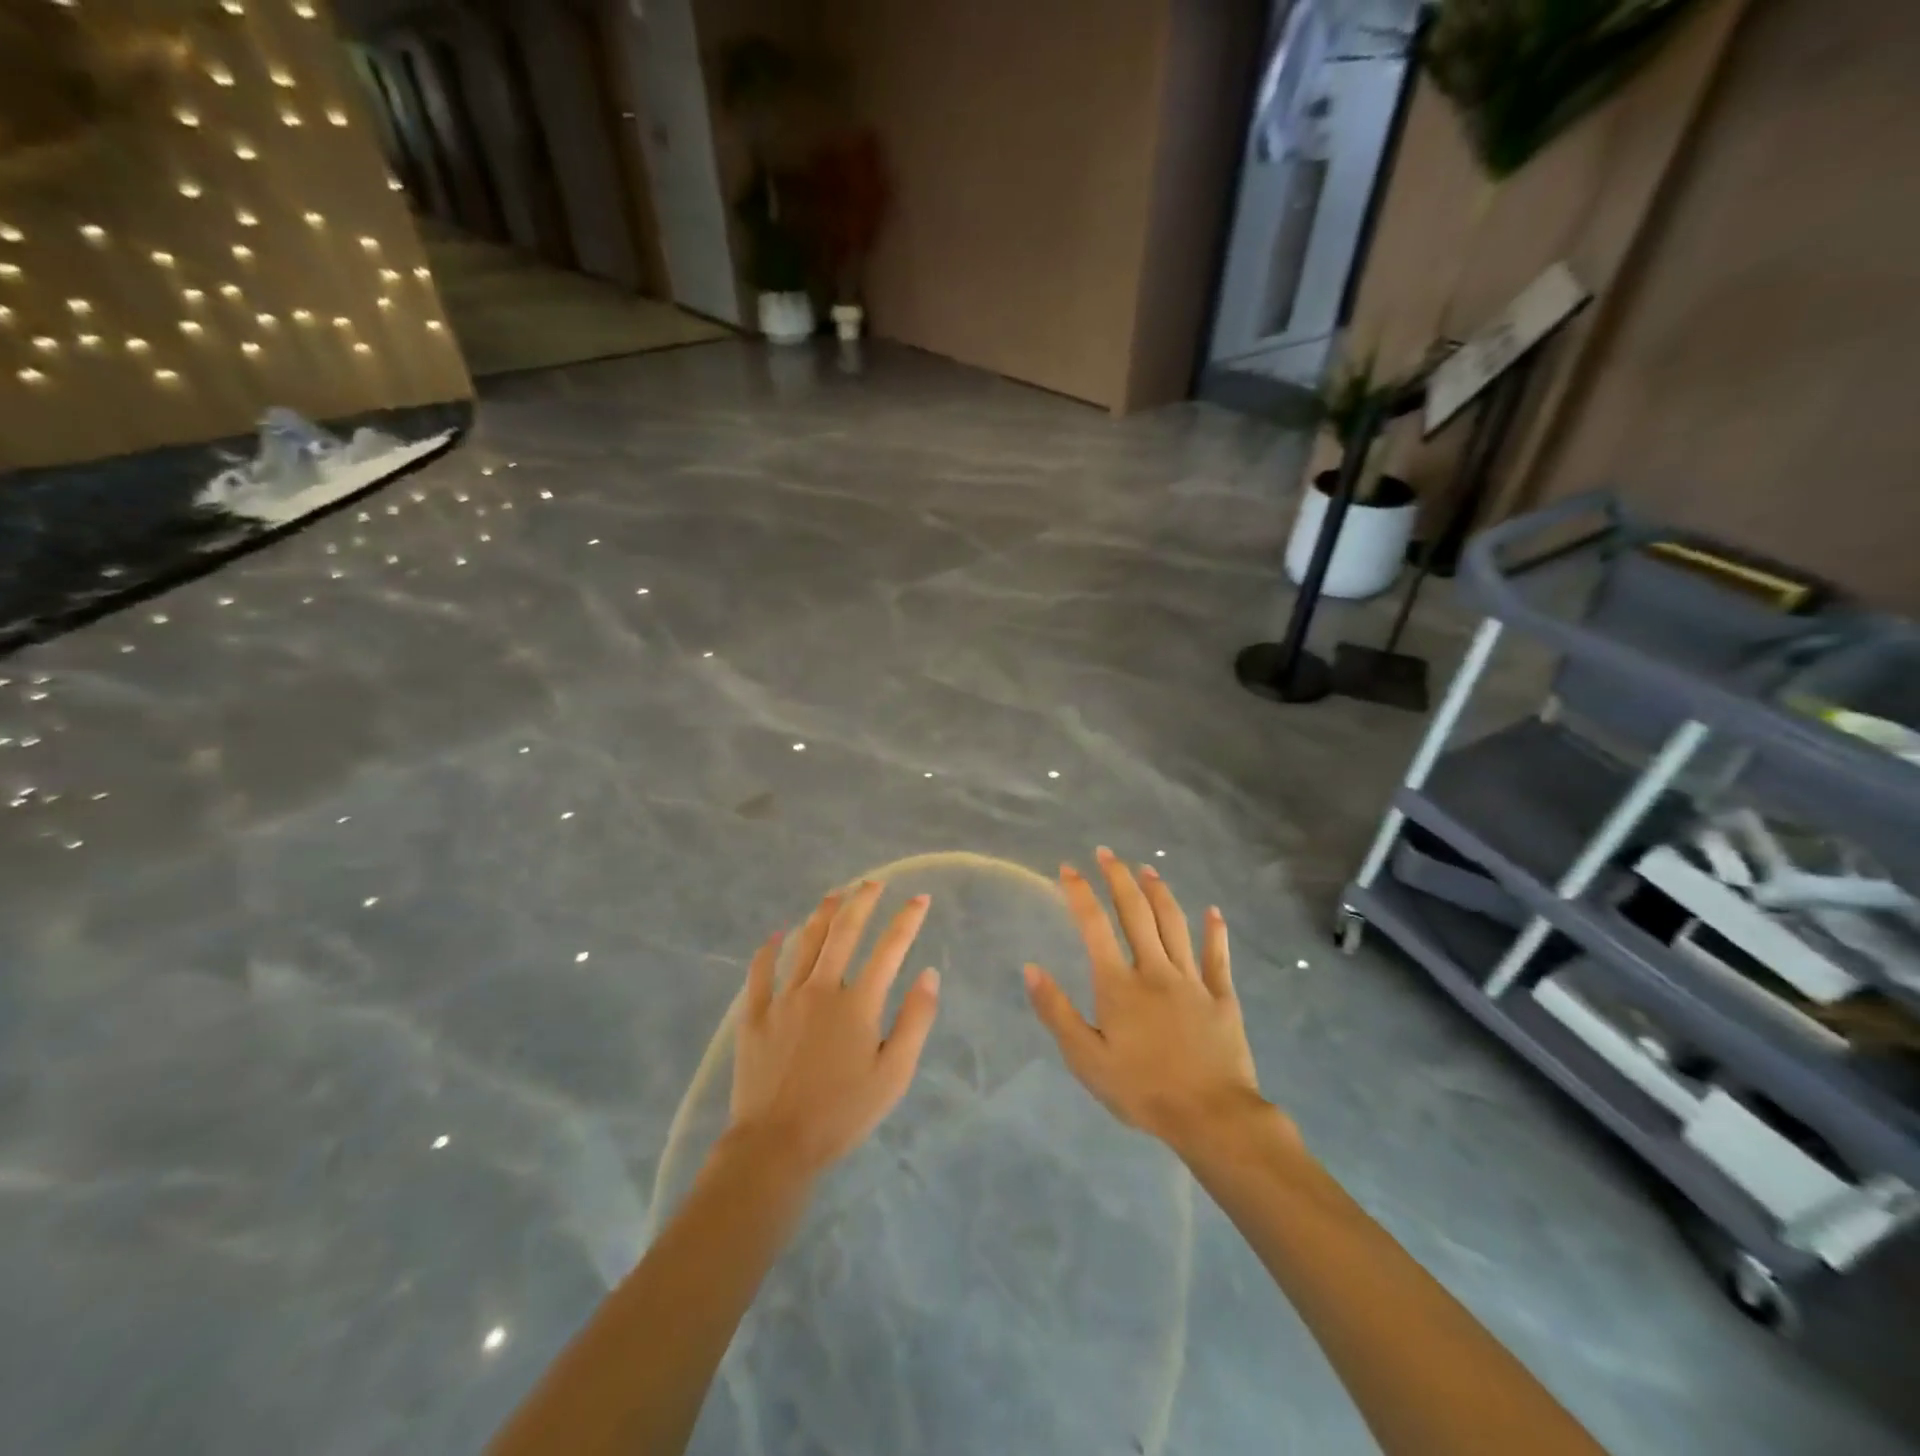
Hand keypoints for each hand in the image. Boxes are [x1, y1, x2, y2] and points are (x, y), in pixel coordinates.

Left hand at [729, 880, 941, 1176]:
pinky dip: (768, 950)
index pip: (889, 949)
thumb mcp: (894, 1074)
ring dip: (821, 914)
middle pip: (843, 932)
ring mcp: (784, 999)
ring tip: (834, 895)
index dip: (907, 919)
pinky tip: (775, 935)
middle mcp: (821, 989)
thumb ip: (915, 1020)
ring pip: (804, 943)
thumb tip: (929, 974)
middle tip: (872, 883)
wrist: (776, 1146)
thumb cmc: (842, 1113)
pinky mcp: (754, 1016)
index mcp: (858, 1003)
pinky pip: (760, 973)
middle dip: (861, 901)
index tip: (920, 898)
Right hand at [1024, 847, 1271, 1149]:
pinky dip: (1215, 931)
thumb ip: (1057, 1012)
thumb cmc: (1142, 1091)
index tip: (1068, 868)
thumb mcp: (1086, 1060)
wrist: (1211, 1117)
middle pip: (1135, 913)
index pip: (1094, 927)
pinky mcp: (1222, 997)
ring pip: (1174, 924)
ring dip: (1159, 892)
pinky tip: (1213, 912)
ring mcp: (1192, 980)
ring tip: (1147, 868)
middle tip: (1106, 853)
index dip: (1079, 893)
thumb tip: (1031, 969)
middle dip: (1118, 878)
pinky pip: (1218, 957)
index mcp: (1119, 985)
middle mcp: (1155, 970)